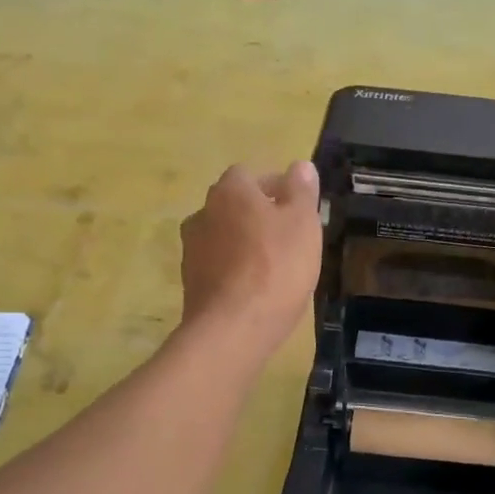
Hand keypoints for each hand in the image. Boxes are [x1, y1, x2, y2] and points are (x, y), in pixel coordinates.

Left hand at [180, 162, 322, 357]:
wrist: (234, 327)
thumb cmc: (276, 267)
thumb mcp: (303, 223)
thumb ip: (302, 191)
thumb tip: (300, 166)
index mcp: (230, 191)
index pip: (250, 176)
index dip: (276, 188)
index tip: (298, 209)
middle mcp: (203, 213)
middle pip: (235, 206)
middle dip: (260, 216)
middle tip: (290, 238)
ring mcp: (192, 249)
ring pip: (225, 237)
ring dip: (246, 244)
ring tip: (275, 267)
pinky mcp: (191, 282)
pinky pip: (219, 266)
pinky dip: (236, 271)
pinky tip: (257, 290)